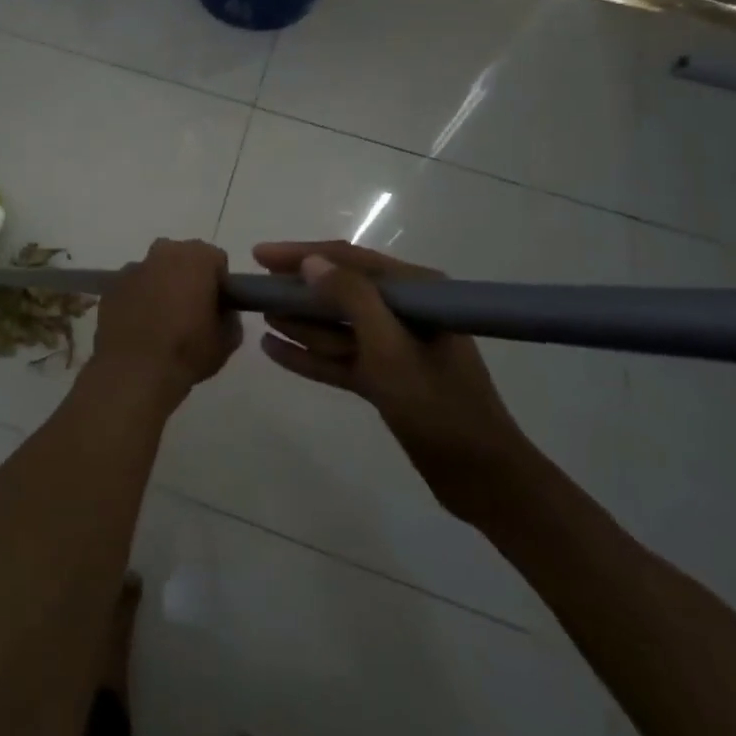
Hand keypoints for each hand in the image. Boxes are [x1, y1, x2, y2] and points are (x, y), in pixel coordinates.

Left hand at [91, 239, 240, 411]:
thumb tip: (221, 311)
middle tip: (191, 310)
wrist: (134, 372)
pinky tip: (139, 325)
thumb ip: (230, 316)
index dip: (219, 282)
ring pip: (155, 270)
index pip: (216, 259)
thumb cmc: (187, 351)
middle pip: (183, 257)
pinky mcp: (111, 286)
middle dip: (188, 277)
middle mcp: (163, 253)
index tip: (217, 306)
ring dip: (161, 286)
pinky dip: (137, 298)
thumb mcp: (227, 340)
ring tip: (162, 321)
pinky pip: (132, 286)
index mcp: (196, 258)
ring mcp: (133, 268)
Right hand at [253, 240, 537, 523]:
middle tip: (253, 288)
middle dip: (298, 290)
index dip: (303, 254)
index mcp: (417, 292)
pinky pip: (338, 358)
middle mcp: (404, 311)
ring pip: (335, 326)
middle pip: (339, 291)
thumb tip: (312, 262)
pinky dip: (309, 355)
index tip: (260, 256)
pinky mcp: (385, 378)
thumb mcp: (391, 350)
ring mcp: (394, 346)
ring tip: (260, 315)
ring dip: (299, 322)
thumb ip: (352, 299)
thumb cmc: (438, 407)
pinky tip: (273, 349)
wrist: (482, 480)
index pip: (350, 259)